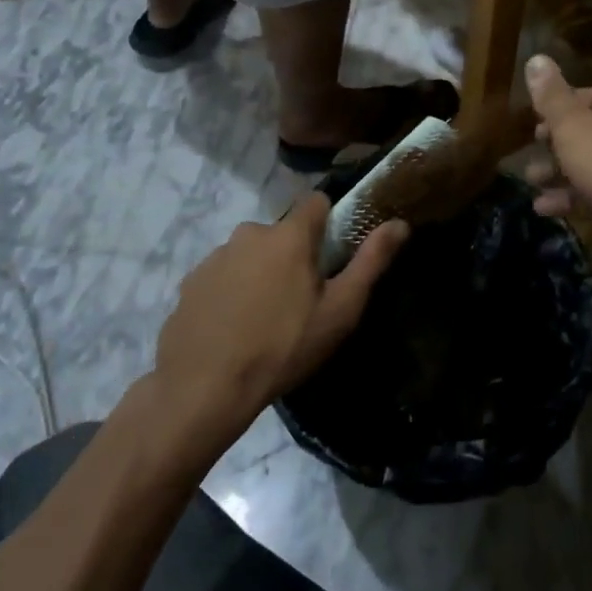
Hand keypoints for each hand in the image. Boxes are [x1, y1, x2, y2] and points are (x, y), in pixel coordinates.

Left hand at [150, 194, 406, 453]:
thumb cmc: (283, 347)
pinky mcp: (190, 281)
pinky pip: (222, 276)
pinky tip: (234, 328)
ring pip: (250, 254)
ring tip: (264, 319)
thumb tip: (400, 223)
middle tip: (300, 300)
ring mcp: (215, 256)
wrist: (204, 388)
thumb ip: (371, 261)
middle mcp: (250, 232)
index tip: (332, 254)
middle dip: (293, 256)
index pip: (316, 202)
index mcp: (289, 235)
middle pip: (282, 233)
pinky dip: (231, 292)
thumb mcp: (340, 310)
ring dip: (261, 273)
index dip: (329, 222)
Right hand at [523, 55, 591, 245]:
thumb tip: (536, 58)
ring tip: (531, 183)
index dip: (556, 108)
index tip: (532, 127)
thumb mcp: (573, 126)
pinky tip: (546, 209)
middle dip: (554, 146)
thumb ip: (551, 97)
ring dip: (558, 174)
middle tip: (529, 156)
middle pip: (589, 132)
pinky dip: (573, 198)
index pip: (588, 95)